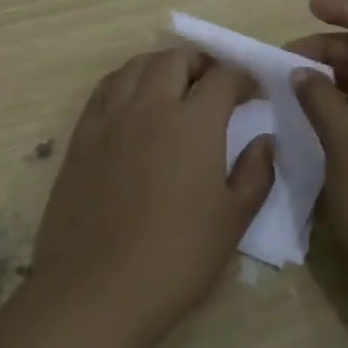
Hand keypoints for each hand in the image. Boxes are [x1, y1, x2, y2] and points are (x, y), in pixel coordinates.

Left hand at [29, 48, 274, 347]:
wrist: (97, 288)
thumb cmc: (176, 258)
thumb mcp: (233, 220)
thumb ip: (256, 173)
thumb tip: (265, 141)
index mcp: (194, 122)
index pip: (223, 77)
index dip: (243, 78)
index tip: (252, 93)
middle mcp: (150, 105)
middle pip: (176, 59)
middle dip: (201, 63)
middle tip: (214, 85)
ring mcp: (110, 117)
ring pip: (136, 65)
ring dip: (161, 66)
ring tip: (173, 87)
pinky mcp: (81, 135)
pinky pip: (105, 89)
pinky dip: (125, 82)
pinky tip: (132, 102)